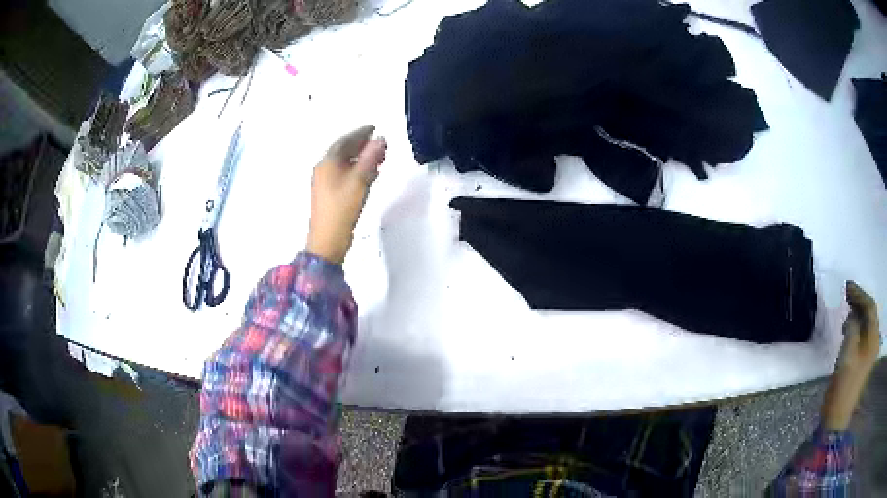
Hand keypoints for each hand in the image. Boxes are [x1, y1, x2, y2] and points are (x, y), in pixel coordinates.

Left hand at [306, 125, 386, 263]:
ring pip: (345, 164)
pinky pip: (345, 175)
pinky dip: (358, 170)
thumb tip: (381, 139)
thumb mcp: (359, 181)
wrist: (327, 239)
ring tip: (378, 157)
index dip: (359, 134)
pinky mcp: (330, 194)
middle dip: (361, 145)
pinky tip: (370, 175)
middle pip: (343, 151)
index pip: (344, 142)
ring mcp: (326, 183)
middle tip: (378, 142)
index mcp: (327, 163)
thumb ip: (370, 158)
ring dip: (361, 158)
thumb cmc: (342, 208)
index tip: (374, 128)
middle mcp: (324, 170)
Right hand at [821, 280, 881, 429]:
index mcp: (873, 339)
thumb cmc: (843, 385)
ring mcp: (871, 353)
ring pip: (868, 324)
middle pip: (870, 314)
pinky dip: (858, 326)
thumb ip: (852, 328)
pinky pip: (864, 335)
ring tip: (847, 309)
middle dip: (860, 301)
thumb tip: (852, 314)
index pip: (870, 307)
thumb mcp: (847, 354)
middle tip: (847, 294)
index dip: (859, 294)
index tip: (847, 286)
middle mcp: (875, 342)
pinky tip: (850, 328)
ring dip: (859, 313)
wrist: (838, 417)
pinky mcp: (865, 361)